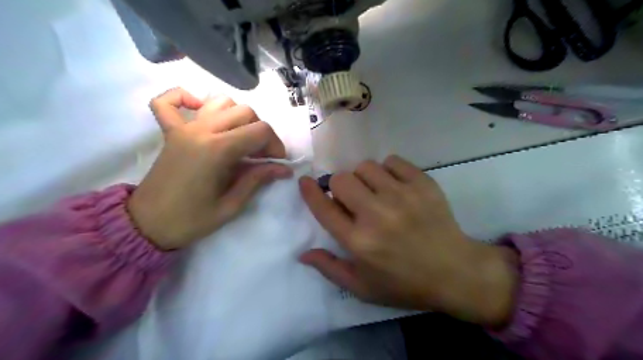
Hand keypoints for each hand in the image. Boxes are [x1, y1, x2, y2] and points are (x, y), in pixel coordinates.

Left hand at [128, 87, 292, 249]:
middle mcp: (201, 131)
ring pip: (220, 102)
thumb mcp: (231, 206)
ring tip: (240, 138)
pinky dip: (185, 98)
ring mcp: (183, 128)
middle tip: (261, 156)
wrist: (148, 224)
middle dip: (261, 132)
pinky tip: (199, 108)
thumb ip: (257, 180)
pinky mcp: (170, 132)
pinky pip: (168, 101)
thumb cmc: (191, 220)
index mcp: (217, 150)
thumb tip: (283, 169)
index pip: (260, 130)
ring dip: (238, 116)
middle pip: (245, 112)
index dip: (275, 144)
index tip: (277, 162)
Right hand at [301, 155, 515, 326]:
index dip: (310, 191)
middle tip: (353, 200)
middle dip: (340, 188)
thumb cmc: (404, 283)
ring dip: (364, 179)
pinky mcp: (423, 184)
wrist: (456, 272)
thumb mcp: (362, 287)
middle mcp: (377, 214)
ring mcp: (402, 196)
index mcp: (359, 241)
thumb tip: (302, 253)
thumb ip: (329, 268)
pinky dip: (388, 171)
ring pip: (365, 167)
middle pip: (342, 179)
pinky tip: (395, 187)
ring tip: (376, 193)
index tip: (305, 181)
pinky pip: (393, 161)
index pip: (324, 208)